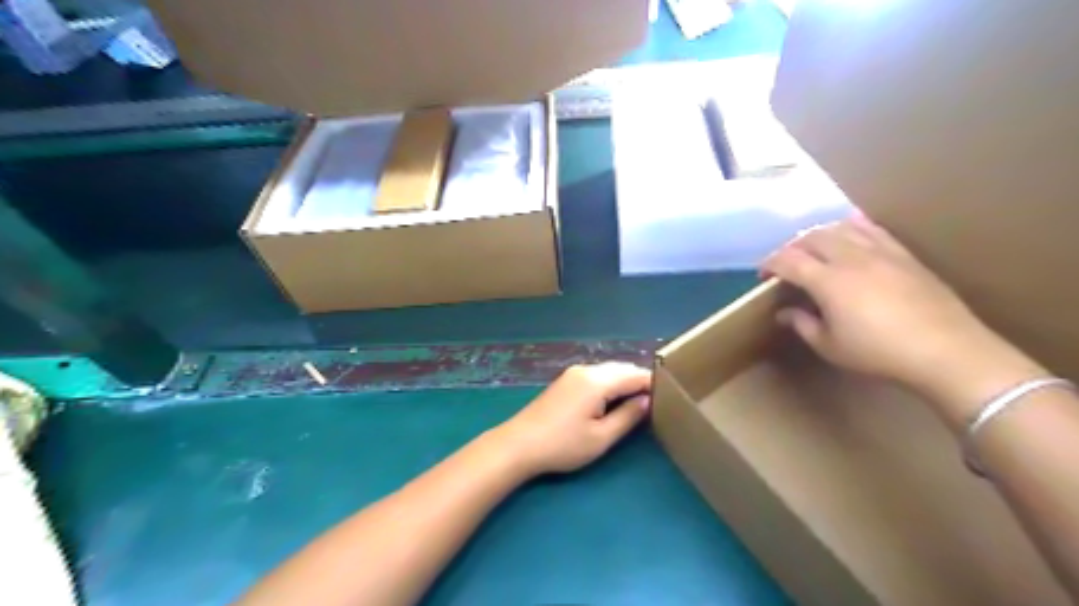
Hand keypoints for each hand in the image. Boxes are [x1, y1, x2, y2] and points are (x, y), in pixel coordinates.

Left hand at [492, 364, 651, 478]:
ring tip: (639, 401)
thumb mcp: (601, 437)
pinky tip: (614, 399)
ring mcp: (573, 373)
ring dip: (625, 381)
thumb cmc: (563, 445)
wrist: (519, 444)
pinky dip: (611, 383)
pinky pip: (596, 375)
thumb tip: (647, 401)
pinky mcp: (565, 381)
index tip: (671, 396)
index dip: (654, 384)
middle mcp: (586, 370)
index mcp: (597, 381)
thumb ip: (628, 416)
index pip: (635, 375)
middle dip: (640, 381)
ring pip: (609, 371)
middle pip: (622, 368)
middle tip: (658, 400)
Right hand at [757, 219, 1035, 405]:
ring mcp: (880, 252)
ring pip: (840, 228)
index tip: (763, 274)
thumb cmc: (879, 353)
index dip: (770, 263)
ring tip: (813, 248)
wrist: (946, 351)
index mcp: (828, 281)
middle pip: (812, 237)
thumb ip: (802, 324)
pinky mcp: (903, 255)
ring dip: (819, 234)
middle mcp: (851, 258)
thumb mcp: (830, 346)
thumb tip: (784, 312)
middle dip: (791, 247)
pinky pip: (872, 229)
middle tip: (785, 264)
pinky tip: (849, 229)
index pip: (789, 260)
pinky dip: (853, 226)